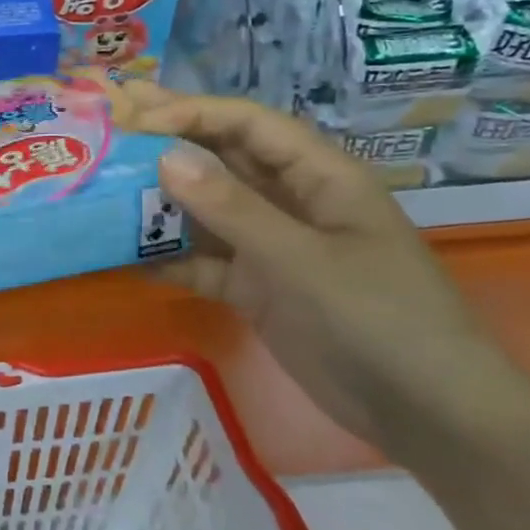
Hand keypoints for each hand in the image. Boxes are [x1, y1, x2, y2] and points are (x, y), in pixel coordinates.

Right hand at [118, 85, 527, 460]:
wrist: (428, 417)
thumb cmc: (379, 319)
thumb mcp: (302, 260)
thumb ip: (232, 209)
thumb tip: (165, 156)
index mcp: (318, 177)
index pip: (247, 125)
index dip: (191, 113)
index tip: (134, 119)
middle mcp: (290, 202)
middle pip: (221, 160)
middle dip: (167, 143)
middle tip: (108, 127)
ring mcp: (272, 247)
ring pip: (205, 211)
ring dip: (159, 202)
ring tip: (100, 189)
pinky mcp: (257, 288)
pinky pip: (202, 262)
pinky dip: (167, 259)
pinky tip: (122, 256)